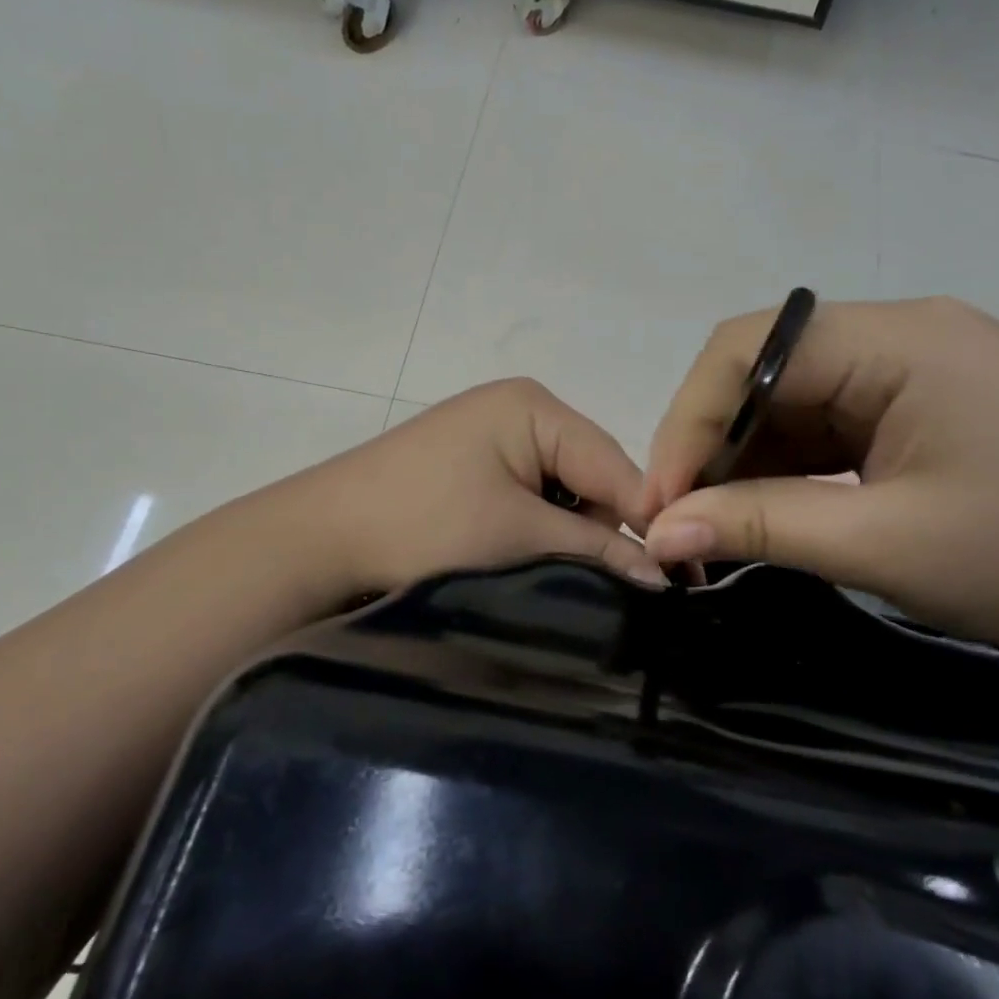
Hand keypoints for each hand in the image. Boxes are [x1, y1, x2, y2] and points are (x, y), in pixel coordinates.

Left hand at [301, 378, 666, 600]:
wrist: (317, 543)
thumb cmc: (421, 525)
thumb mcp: (518, 535)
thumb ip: (596, 550)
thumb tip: (665, 577)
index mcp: (534, 406)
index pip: (616, 464)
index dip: (648, 520)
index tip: (681, 578)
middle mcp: (520, 411)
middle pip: (593, 477)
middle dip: (607, 532)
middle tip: (628, 592)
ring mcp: (494, 440)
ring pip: (564, 494)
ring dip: (573, 538)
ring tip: (578, 585)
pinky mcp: (476, 471)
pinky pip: (532, 500)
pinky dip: (542, 534)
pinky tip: (538, 566)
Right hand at [639, 299, 998, 663]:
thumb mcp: (885, 547)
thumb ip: (762, 526)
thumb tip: (659, 533)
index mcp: (902, 339)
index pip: (751, 349)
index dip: (689, 422)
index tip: (662, 503)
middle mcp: (903, 332)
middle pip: (766, 368)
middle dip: (713, 444)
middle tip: (682, 521)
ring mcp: (916, 366)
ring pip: (792, 397)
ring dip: (748, 458)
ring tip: (719, 524)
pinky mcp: (924, 402)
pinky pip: (830, 421)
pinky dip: (790, 465)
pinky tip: (772, 508)